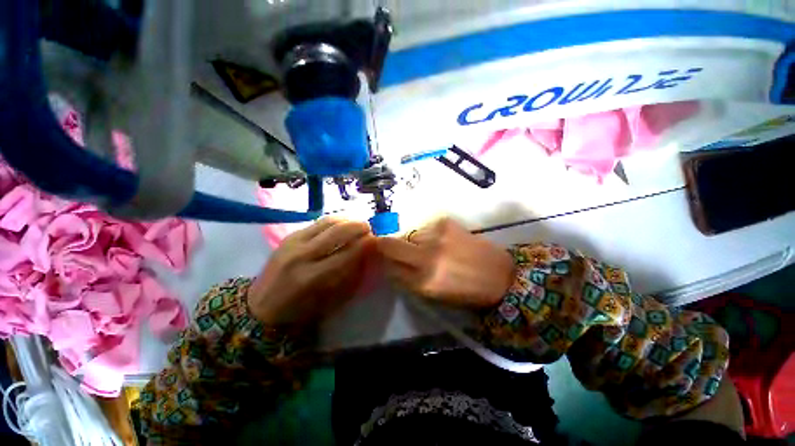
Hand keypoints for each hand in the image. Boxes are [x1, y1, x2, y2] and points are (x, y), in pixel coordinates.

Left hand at [248, 218, 374, 325]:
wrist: (260, 305)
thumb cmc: (298, 310)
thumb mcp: (329, 301)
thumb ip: (349, 276)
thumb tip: (365, 255)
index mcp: (312, 277)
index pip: (347, 253)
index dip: (366, 244)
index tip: (377, 240)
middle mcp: (302, 255)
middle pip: (338, 231)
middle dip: (359, 226)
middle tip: (369, 228)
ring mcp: (293, 242)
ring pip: (327, 221)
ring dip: (347, 219)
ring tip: (358, 223)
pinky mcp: (289, 235)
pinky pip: (317, 222)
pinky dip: (334, 220)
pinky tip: (342, 224)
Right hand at [376, 218, 515, 307]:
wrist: (500, 274)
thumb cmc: (466, 292)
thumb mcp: (433, 295)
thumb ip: (409, 280)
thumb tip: (392, 264)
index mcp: (423, 282)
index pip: (389, 267)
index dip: (387, 264)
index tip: (390, 262)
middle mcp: (426, 257)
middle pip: (389, 244)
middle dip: (386, 246)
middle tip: (396, 249)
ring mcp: (436, 236)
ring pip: (409, 235)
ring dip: (414, 241)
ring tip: (431, 248)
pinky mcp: (445, 222)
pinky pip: (425, 228)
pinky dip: (428, 235)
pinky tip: (443, 241)